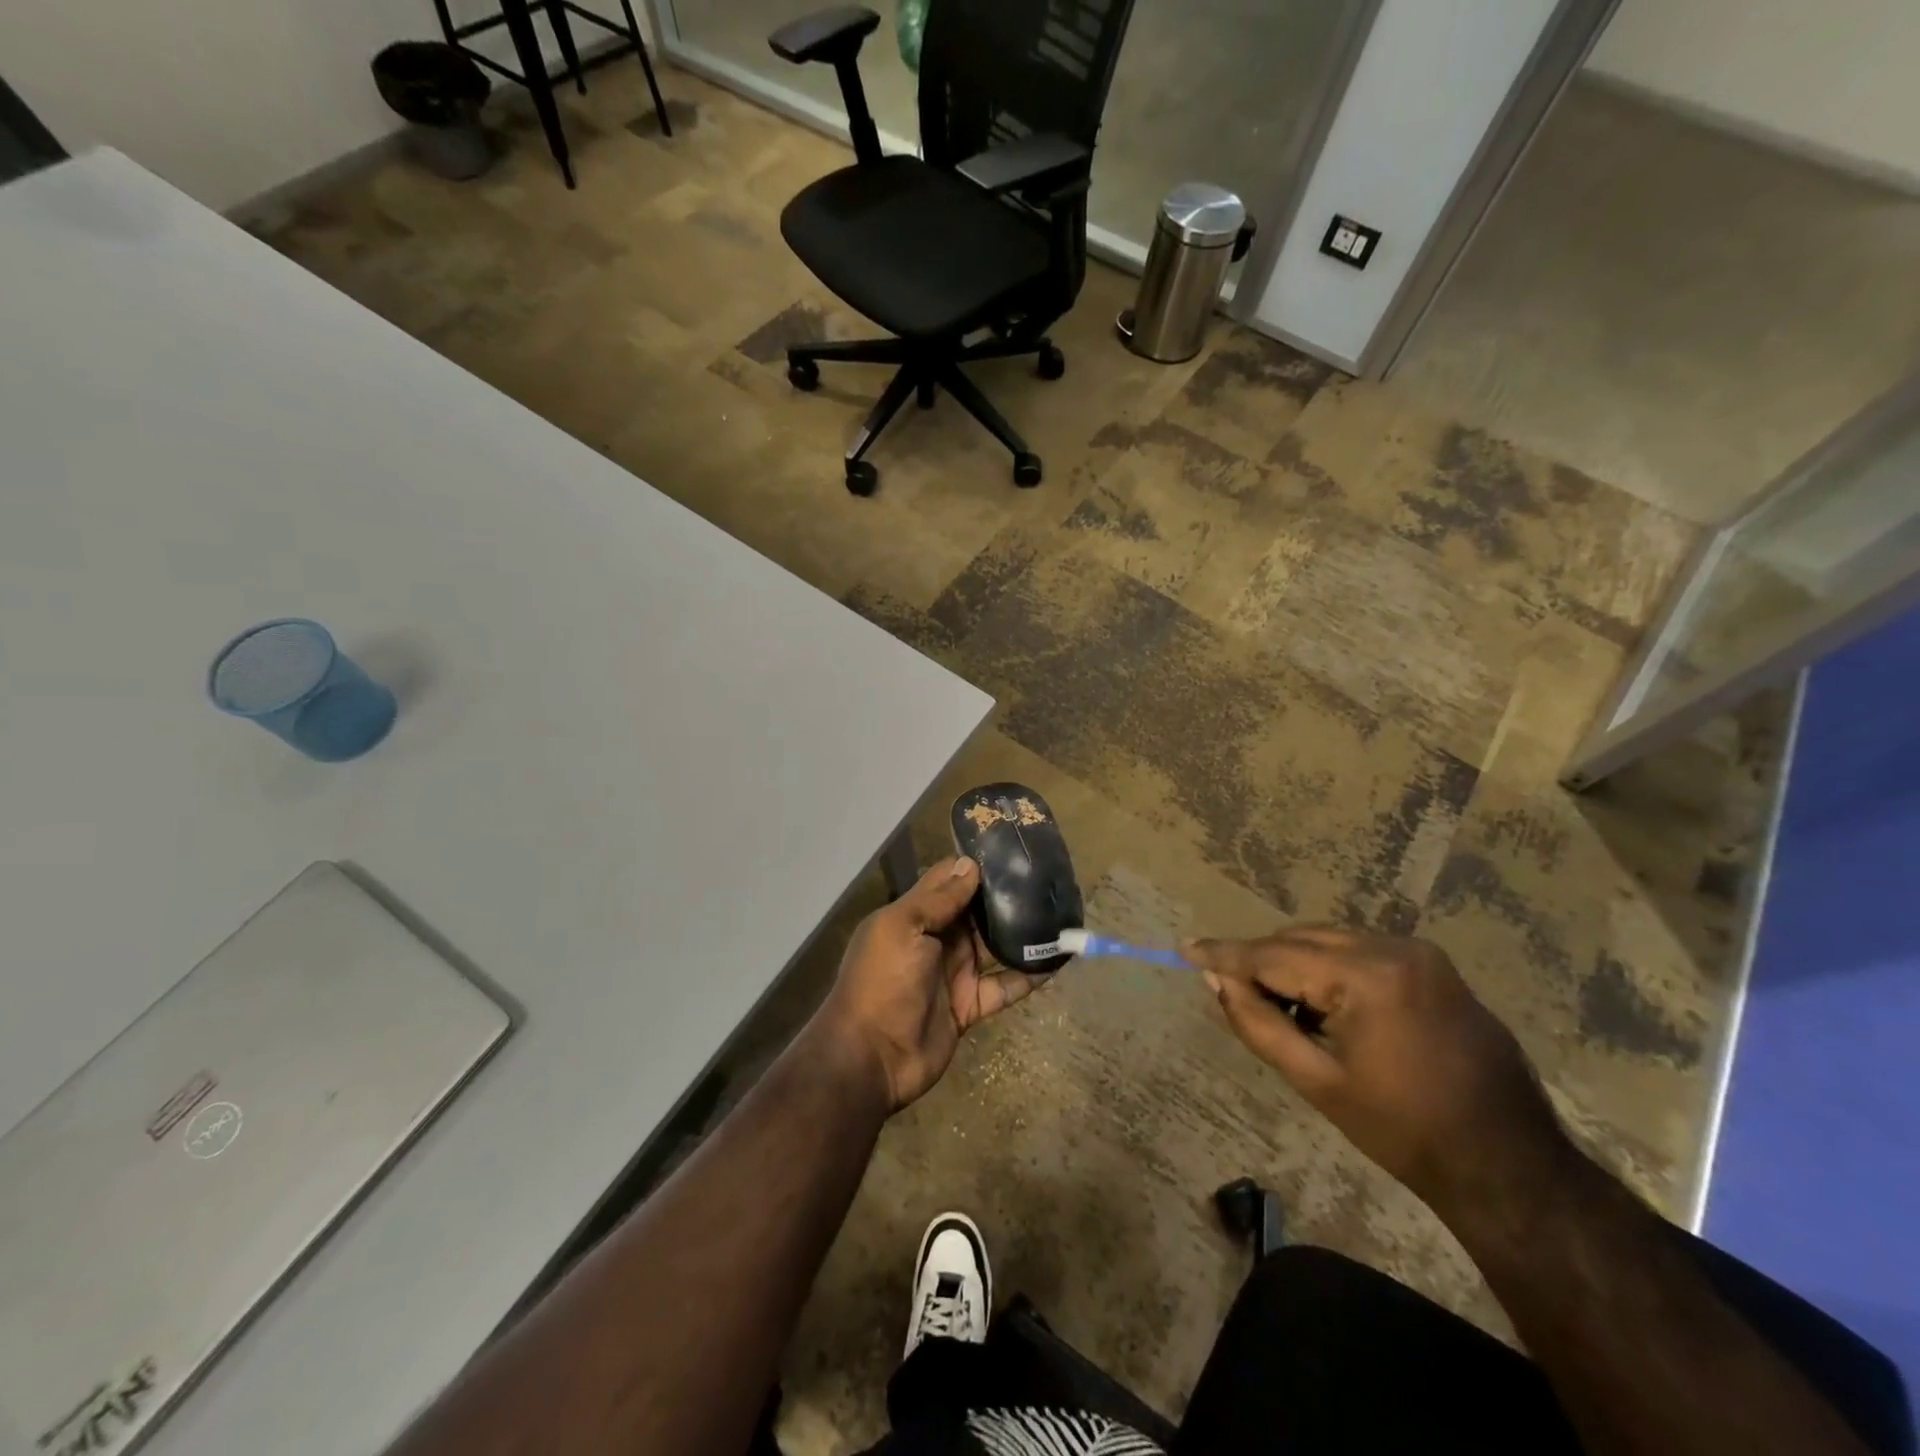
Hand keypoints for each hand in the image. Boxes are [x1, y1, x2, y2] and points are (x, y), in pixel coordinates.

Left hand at [818, 856, 1037, 1111]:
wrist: (873, 1057)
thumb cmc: (882, 981)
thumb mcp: (903, 928)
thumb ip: (937, 898)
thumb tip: (970, 864)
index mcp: (914, 915)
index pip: (947, 881)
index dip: (974, 866)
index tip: (1010, 851)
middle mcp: (936, 939)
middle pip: (976, 911)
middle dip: (1006, 896)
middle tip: (1045, 878)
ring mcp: (955, 973)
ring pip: (995, 945)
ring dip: (1022, 933)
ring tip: (1058, 912)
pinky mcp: (971, 1005)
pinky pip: (1005, 986)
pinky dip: (1029, 975)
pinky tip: (1057, 960)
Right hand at [1184, 926, 1572, 1215]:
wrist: (1508, 1164)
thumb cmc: (1404, 1131)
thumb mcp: (1317, 1081)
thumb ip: (1258, 1023)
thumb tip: (1216, 980)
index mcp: (1367, 976)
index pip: (1276, 955)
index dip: (1226, 954)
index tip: (1185, 948)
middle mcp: (1394, 947)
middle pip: (1301, 938)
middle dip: (1262, 961)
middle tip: (1229, 989)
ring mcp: (1419, 952)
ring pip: (1329, 940)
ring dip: (1295, 963)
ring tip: (1278, 1006)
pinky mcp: (1433, 965)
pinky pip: (1360, 951)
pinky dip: (1329, 967)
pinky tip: (1323, 1005)